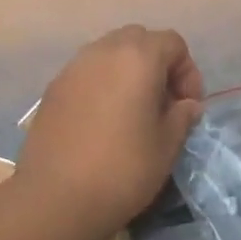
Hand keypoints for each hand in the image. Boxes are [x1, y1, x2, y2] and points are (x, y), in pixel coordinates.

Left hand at [17, 26, 204, 237]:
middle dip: (157, 65)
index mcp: (137, 59)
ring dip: (128, 74)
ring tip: (133, 113)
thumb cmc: (123, 170)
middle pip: (138, 40)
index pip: (172, 43)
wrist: (57, 199)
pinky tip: (104, 123)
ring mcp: (72, 69)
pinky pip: (86, 75)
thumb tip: (186, 105)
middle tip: (163, 104)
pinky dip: (102, 87)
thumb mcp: (166, 146)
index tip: (188, 106)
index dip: (188, 71)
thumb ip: (181, 116)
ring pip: (108, 54)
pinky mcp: (52, 91)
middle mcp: (102, 52)